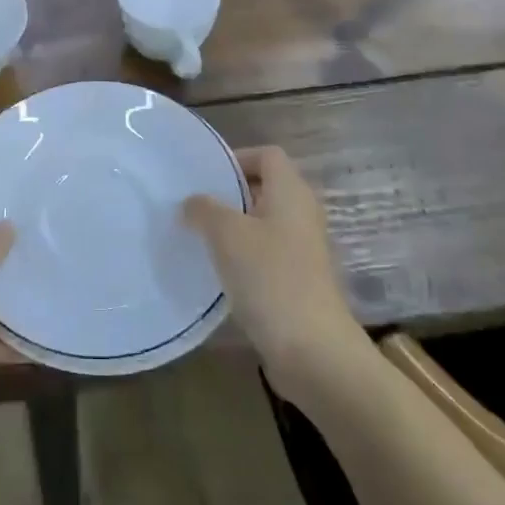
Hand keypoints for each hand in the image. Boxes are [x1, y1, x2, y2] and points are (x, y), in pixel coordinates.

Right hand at [183, 146, 366, 396]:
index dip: (237, 157)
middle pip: (264, 188)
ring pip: (263, 223)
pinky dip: (243, 257)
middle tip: (193, 205)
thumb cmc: (270, 277)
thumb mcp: (226, 234)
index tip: (204, 176)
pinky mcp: (298, 281)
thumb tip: (191, 203)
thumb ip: (204, 209)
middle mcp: (302, 214)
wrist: (313, 350)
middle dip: (229, 194)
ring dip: (233, 228)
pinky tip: (217, 272)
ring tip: (197, 237)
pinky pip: (266, 255)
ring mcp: (303, 250)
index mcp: (291, 192)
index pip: (267, 154)